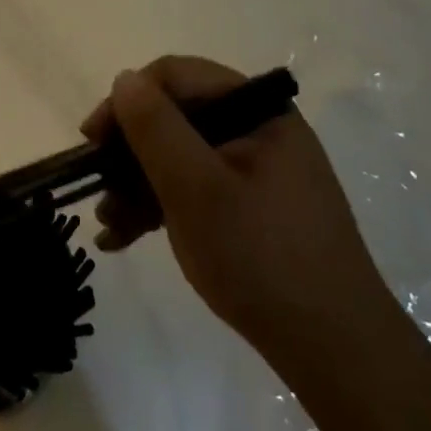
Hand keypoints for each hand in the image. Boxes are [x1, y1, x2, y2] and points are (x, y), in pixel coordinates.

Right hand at [83, 57, 390, 369]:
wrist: (337, 353)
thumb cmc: (261, 257)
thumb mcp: (195, 188)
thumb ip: (155, 128)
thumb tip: (124, 79)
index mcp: (256, 109)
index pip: (176, 77)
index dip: (128, 102)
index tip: (92, 141)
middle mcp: (259, 129)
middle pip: (177, 117)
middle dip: (129, 153)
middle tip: (97, 190)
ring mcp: (258, 170)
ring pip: (182, 157)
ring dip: (138, 184)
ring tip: (108, 225)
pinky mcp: (255, 207)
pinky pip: (198, 189)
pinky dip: (162, 206)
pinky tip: (127, 237)